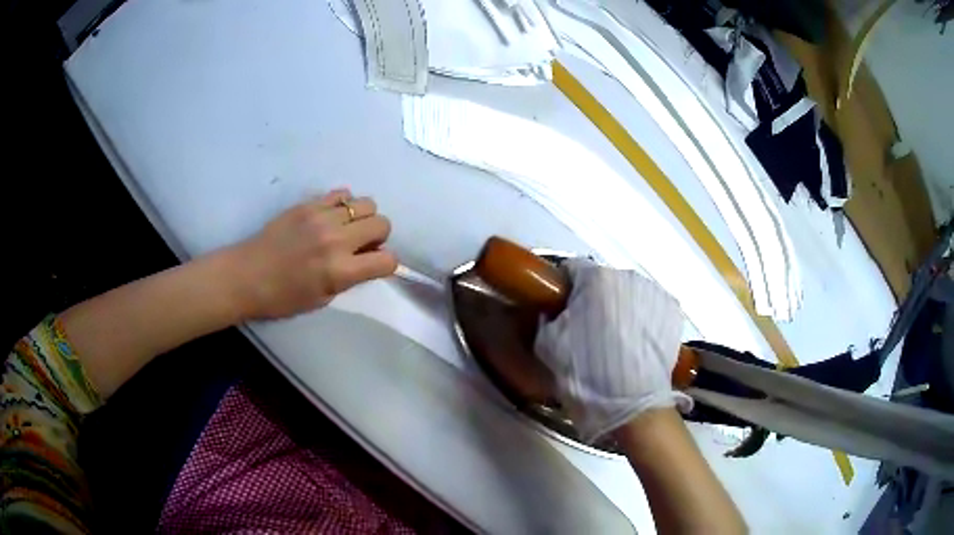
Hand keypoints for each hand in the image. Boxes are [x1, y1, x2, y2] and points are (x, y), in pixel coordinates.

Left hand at [228, 189, 397, 319]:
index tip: (373, 265)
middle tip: (360, 245)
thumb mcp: (323, 299)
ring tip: (346, 228)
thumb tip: (367, 260)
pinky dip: (343, 204)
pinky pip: (341, 193)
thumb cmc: (283, 297)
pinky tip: (331, 216)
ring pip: (366, 203)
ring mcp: (322, 217)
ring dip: (363, 217)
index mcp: (340, 271)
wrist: (247, 275)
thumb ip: (350, 278)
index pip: (387, 260)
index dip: (385, 264)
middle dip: (378, 236)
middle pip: (382, 223)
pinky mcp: (308, 204)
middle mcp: (336, 240)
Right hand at [534, 258, 691, 442]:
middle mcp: (628, 276)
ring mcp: (655, 293)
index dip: (564, 289)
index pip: (573, 269)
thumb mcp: (548, 346)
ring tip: (617, 341)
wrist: (632, 405)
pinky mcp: (674, 311)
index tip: (561, 309)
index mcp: (596, 278)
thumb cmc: (585, 373)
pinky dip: (642, 320)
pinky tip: (637, 345)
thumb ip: (547, 318)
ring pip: (629, 294)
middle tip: (588, 331)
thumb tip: (553, 311)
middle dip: (595, 300)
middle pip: (604, 282)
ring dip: (620, 309)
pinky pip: (650, 308)